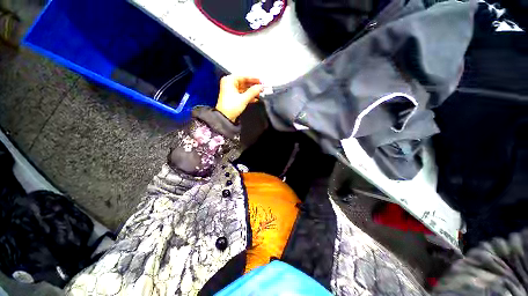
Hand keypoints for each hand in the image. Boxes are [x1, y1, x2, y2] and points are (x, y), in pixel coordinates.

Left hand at [215, 75, 262, 121]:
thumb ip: (253, 91)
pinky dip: (249, 96)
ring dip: (252, 92)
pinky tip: (255, 98)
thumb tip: (260, 87)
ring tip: (259, 93)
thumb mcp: (244, 98)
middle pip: (244, 82)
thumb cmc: (228, 108)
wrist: (225, 118)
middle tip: (262, 87)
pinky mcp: (233, 98)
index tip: (261, 81)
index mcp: (229, 81)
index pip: (244, 77)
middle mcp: (229, 84)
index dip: (254, 79)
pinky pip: (243, 94)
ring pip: (244, 89)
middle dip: (254, 86)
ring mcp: (231, 91)